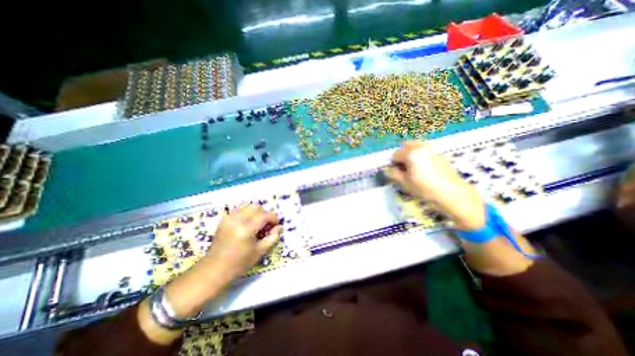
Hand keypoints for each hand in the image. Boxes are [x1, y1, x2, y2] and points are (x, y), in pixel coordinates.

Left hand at [158, 205, 279, 320]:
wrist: (213, 269)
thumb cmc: (238, 263)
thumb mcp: (260, 252)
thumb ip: (272, 237)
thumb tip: (279, 227)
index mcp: (246, 229)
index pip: (264, 215)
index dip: (273, 218)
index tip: (276, 224)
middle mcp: (237, 220)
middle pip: (256, 207)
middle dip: (264, 214)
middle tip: (266, 225)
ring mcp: (229, 218)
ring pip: (248, 207)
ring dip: (256, 213)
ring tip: (257, 225)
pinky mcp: (224, 219)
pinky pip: (239, 210)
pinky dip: (247, 214)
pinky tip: (247, 225)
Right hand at [384, 141, 484, 229]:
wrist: (452, 193)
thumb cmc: (425, 188)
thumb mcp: (405, 183)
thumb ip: (393, 174)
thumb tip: (387, 169)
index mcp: (411, 153)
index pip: (395, 155)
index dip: (393, 164)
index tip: (397, 173)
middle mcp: (420, 147)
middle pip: (404, 146)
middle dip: (401, 155)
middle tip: (403, 168)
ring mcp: (431, 149)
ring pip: (415, 145)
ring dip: (409, 153)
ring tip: (411, 166)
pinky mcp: (438, 153)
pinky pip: (423, 149)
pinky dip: (418, 154)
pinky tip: (422, 167)